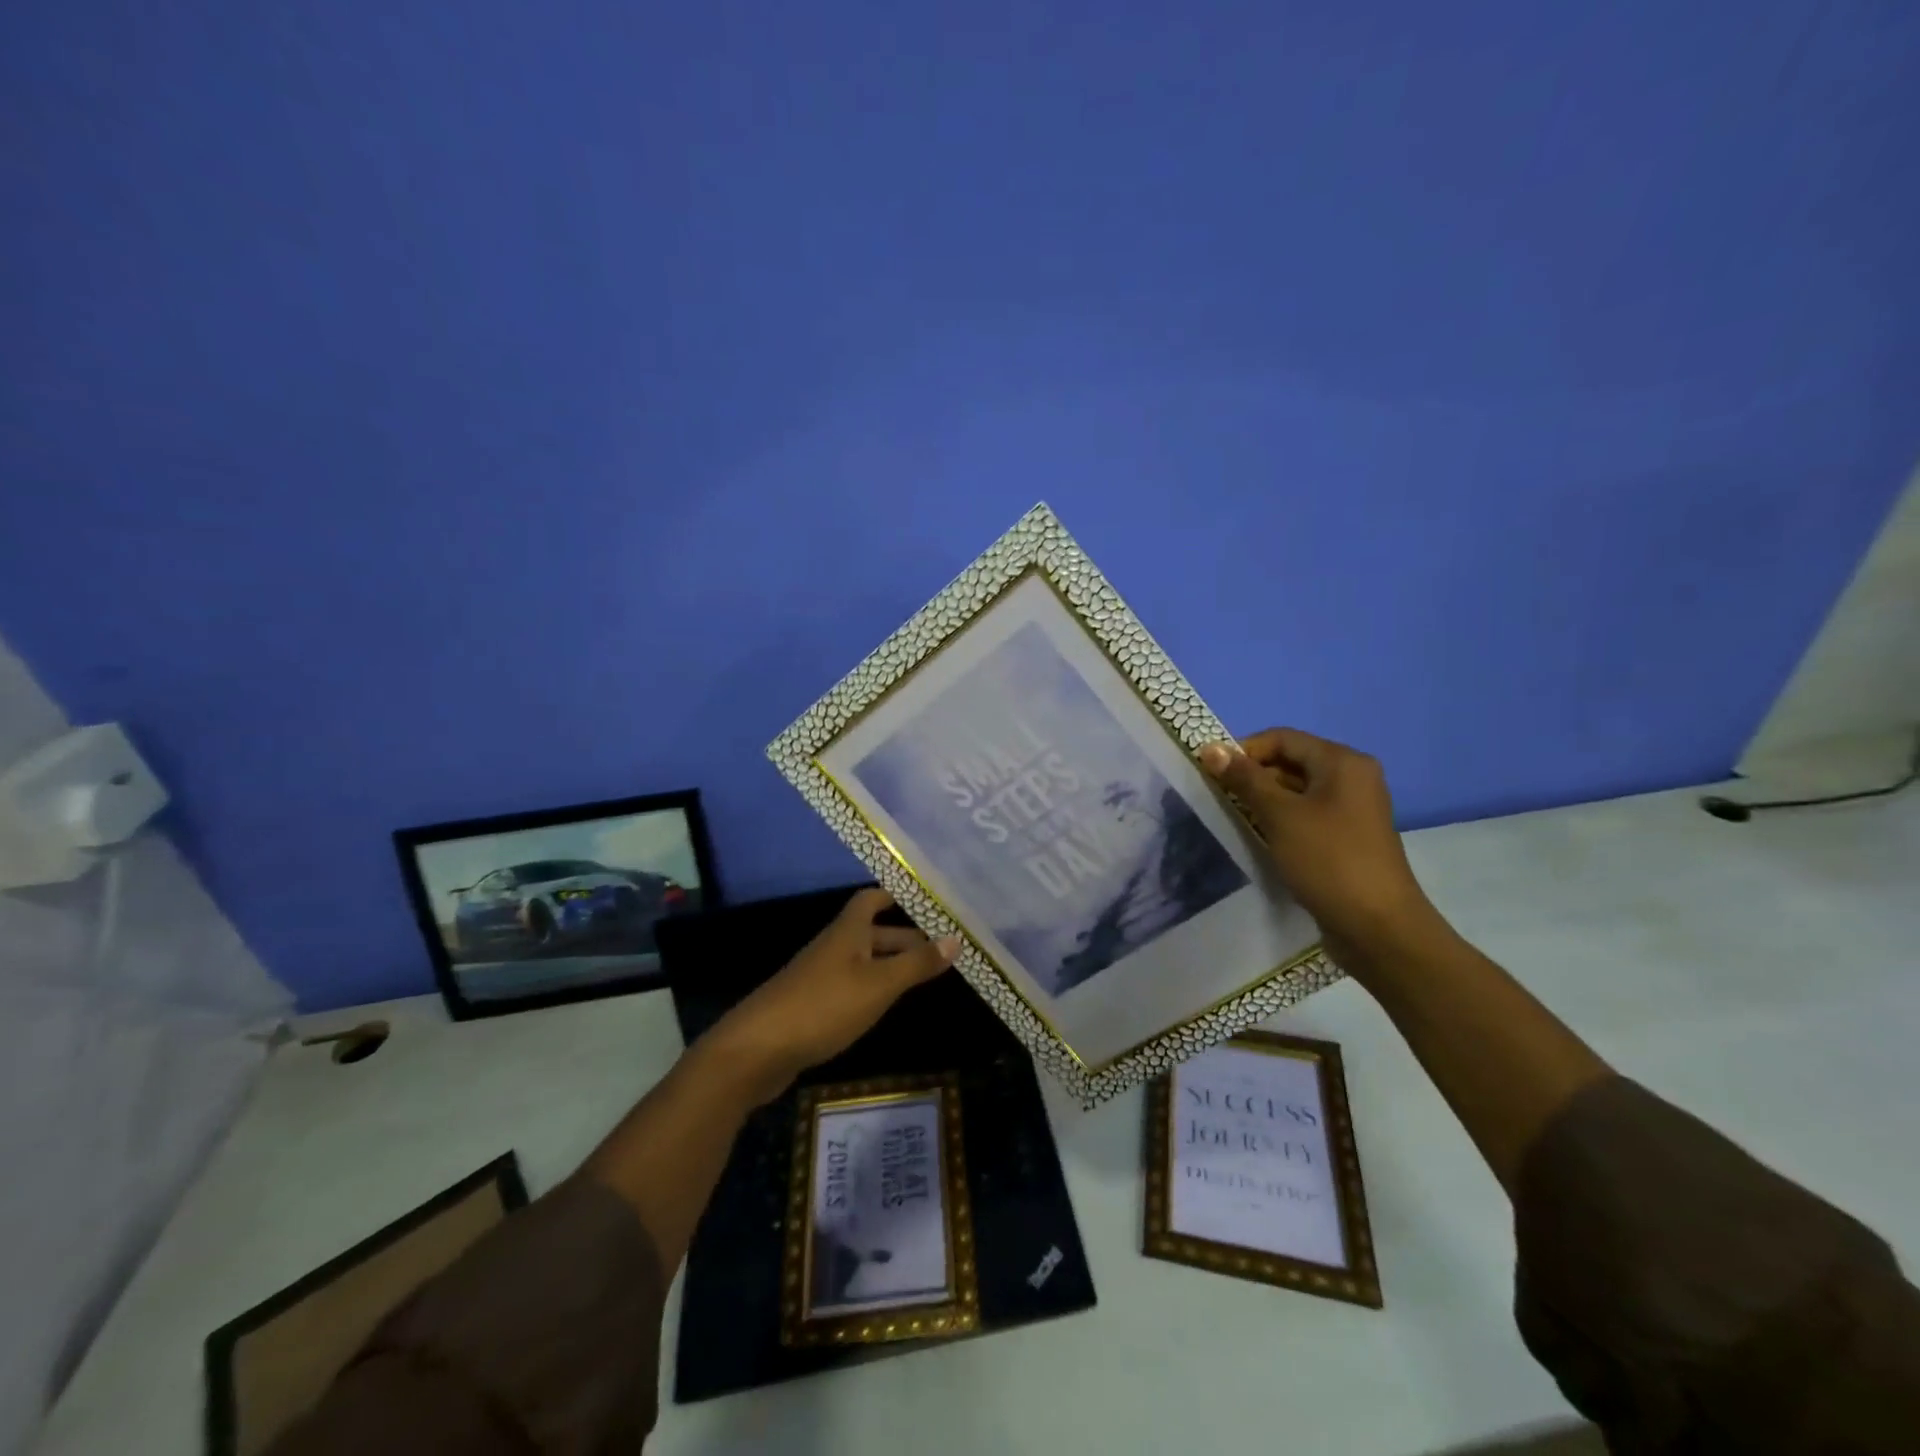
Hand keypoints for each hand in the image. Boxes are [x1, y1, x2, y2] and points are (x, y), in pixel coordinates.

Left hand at [707, 888, 958, 1101]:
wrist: (756, 1050)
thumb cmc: (823, 1006)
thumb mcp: (878, 985)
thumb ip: (916, 964)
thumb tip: (956, 938)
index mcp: (847, 932)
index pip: (871, 899)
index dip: (896, 896)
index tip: (928, 901)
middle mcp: (832, 947)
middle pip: (871, 932)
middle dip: (904, 938)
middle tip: (941, 950)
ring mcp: (818, 977)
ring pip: (861, 961)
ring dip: (890, 966)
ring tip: (923, 978)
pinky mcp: (810, 1006)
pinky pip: (849, 986)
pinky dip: (872, 989)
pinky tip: (885, 1007)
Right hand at [1199, 728, 1444, 972]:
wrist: (1377, 927)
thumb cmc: (1328, 860)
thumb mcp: (1280, 815)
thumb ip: (1245, 779)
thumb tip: (1210, 748)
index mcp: (1342, 762)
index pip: (1282, 738)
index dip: (1244, 750)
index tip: (1211, 773)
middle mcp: (1351, 778)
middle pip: (1290, 762)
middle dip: (1252, 776)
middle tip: (1218, 798)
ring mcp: (1351, 810)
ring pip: (1296, 792)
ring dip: (1263, 801)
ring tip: (1233, 819)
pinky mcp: (1346, 838)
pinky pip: (1306, 816)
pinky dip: (1280, 821)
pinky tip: (1259, 838)